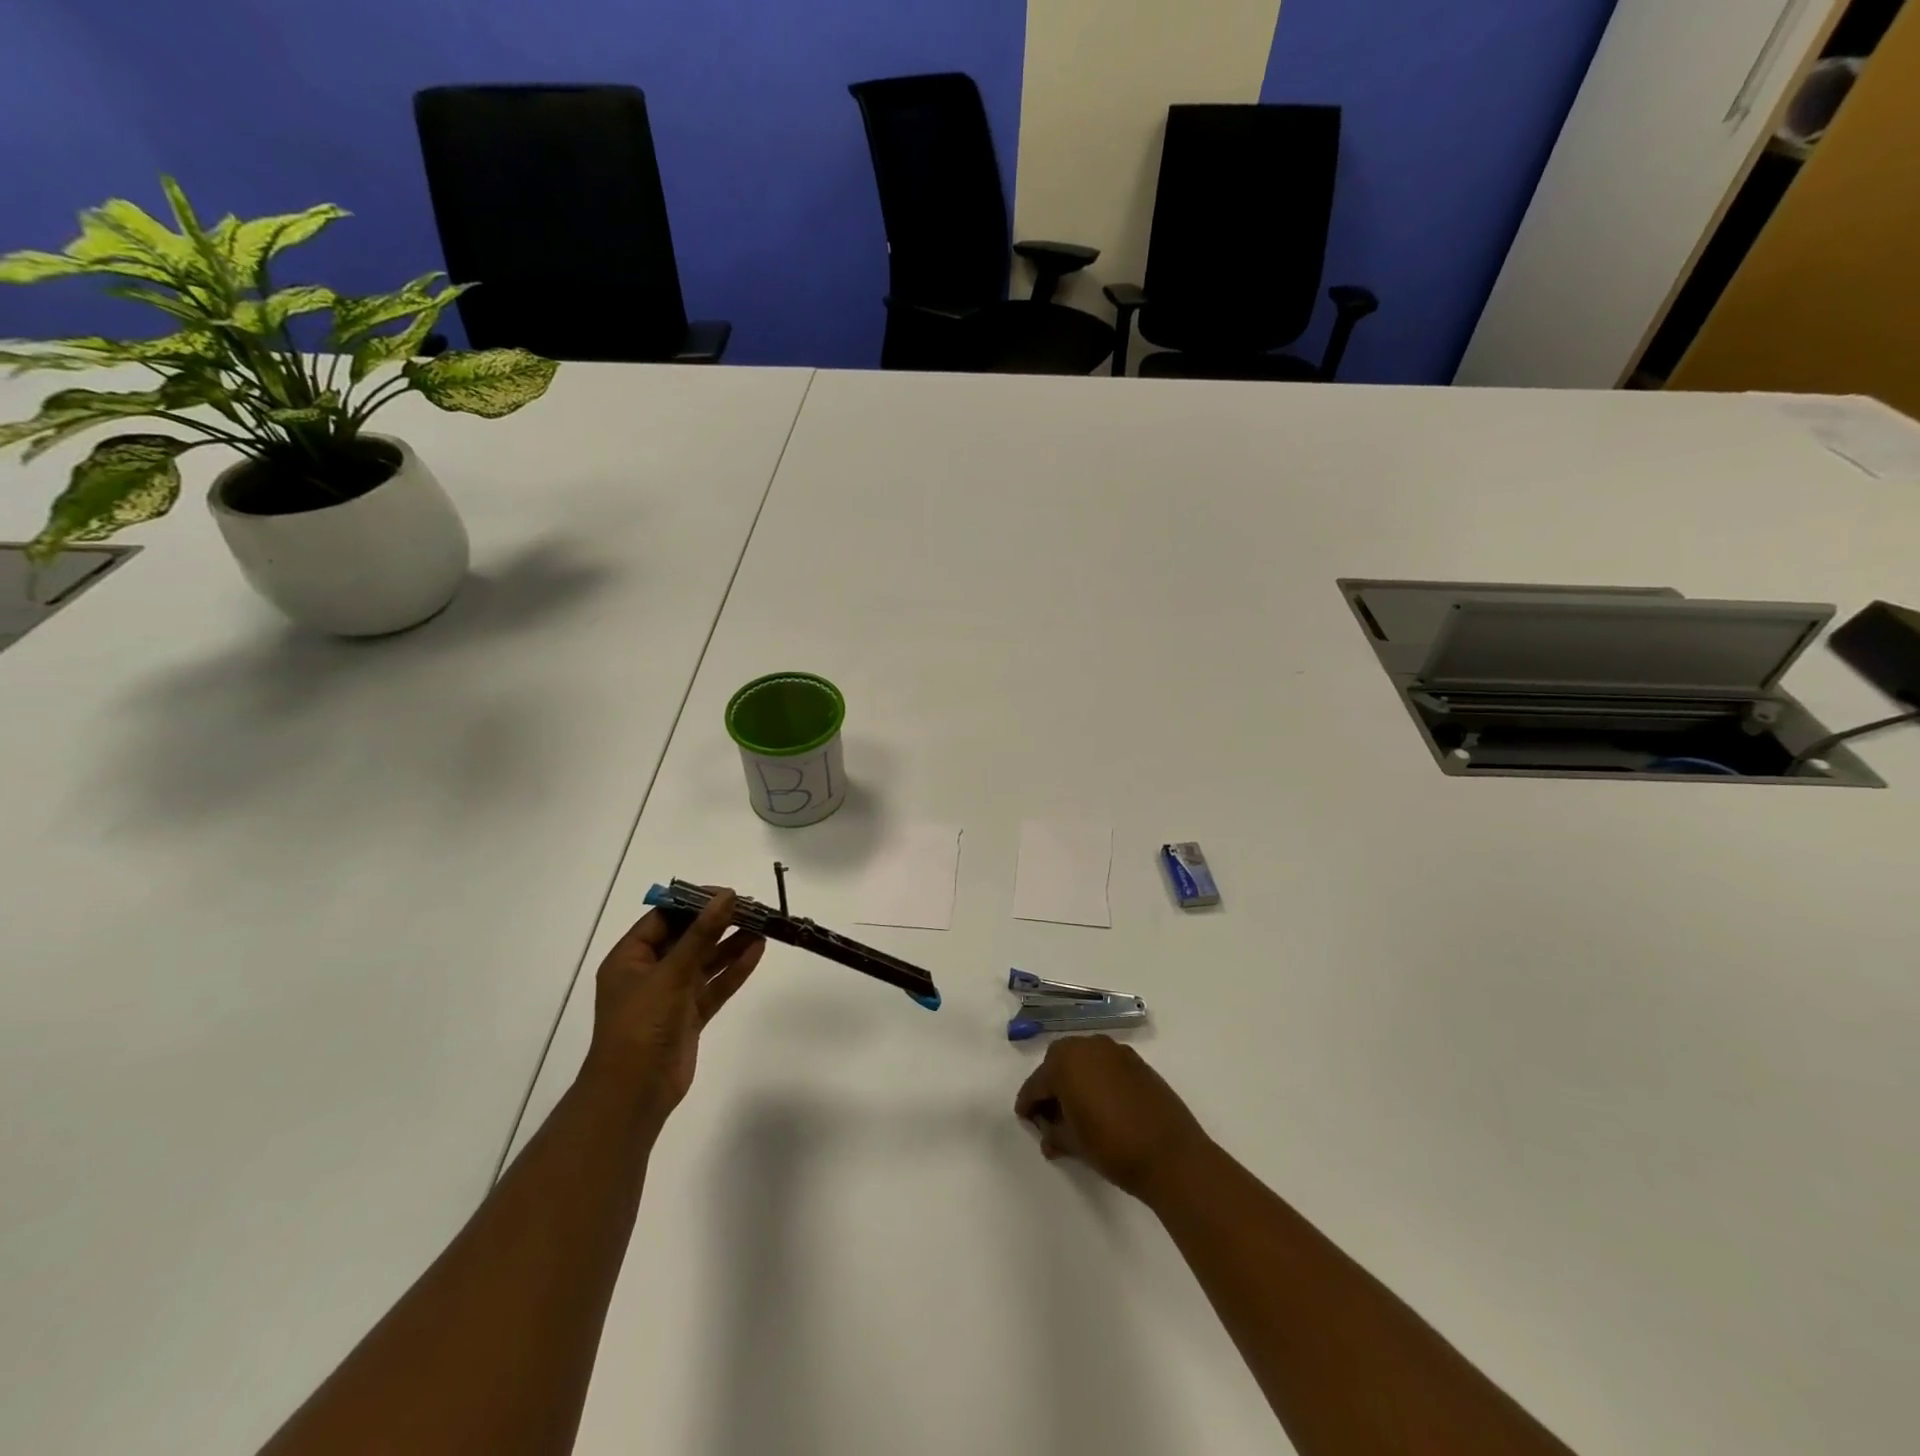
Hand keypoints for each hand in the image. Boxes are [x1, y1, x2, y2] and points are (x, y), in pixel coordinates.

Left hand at [583, 889, 764, 1128]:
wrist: (634, 1094)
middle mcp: (649, 973)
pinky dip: (734, 970)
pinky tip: (757, 951)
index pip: (664, 918)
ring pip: (704, 961)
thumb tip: (727, 897)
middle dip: (718, 923)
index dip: (695, 902)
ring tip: (762, 926)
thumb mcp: (671, 973)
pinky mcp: (689, 1016)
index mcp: (630, 959)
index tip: (728, 894)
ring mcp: (670, 996)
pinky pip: (714, 985)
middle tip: (752, 907)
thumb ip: (701, 934)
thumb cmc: (641, 1025)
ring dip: (730, 944)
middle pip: (687, 938)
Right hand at [1015, 1035, 1210, 1202]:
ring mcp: (1115, 1050)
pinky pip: (1106, 1065)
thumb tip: (1047, 1134)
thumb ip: (1054, 1134)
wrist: (1171, 1154)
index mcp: (1065, 1062)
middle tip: (1051, 1115)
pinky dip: (1098, 1079)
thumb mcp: (1074, 1144)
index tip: (1025, 1120)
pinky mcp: (1136, 1061)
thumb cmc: (1112, 1147)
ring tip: (1077, 1111)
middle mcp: (1087, 1046)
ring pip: (1083, 1060)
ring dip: (1075, 1079)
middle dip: (1051, 1086)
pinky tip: (1102, 1105)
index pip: (1036, 1084)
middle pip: (1058, 1063)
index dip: (1028, 1104)